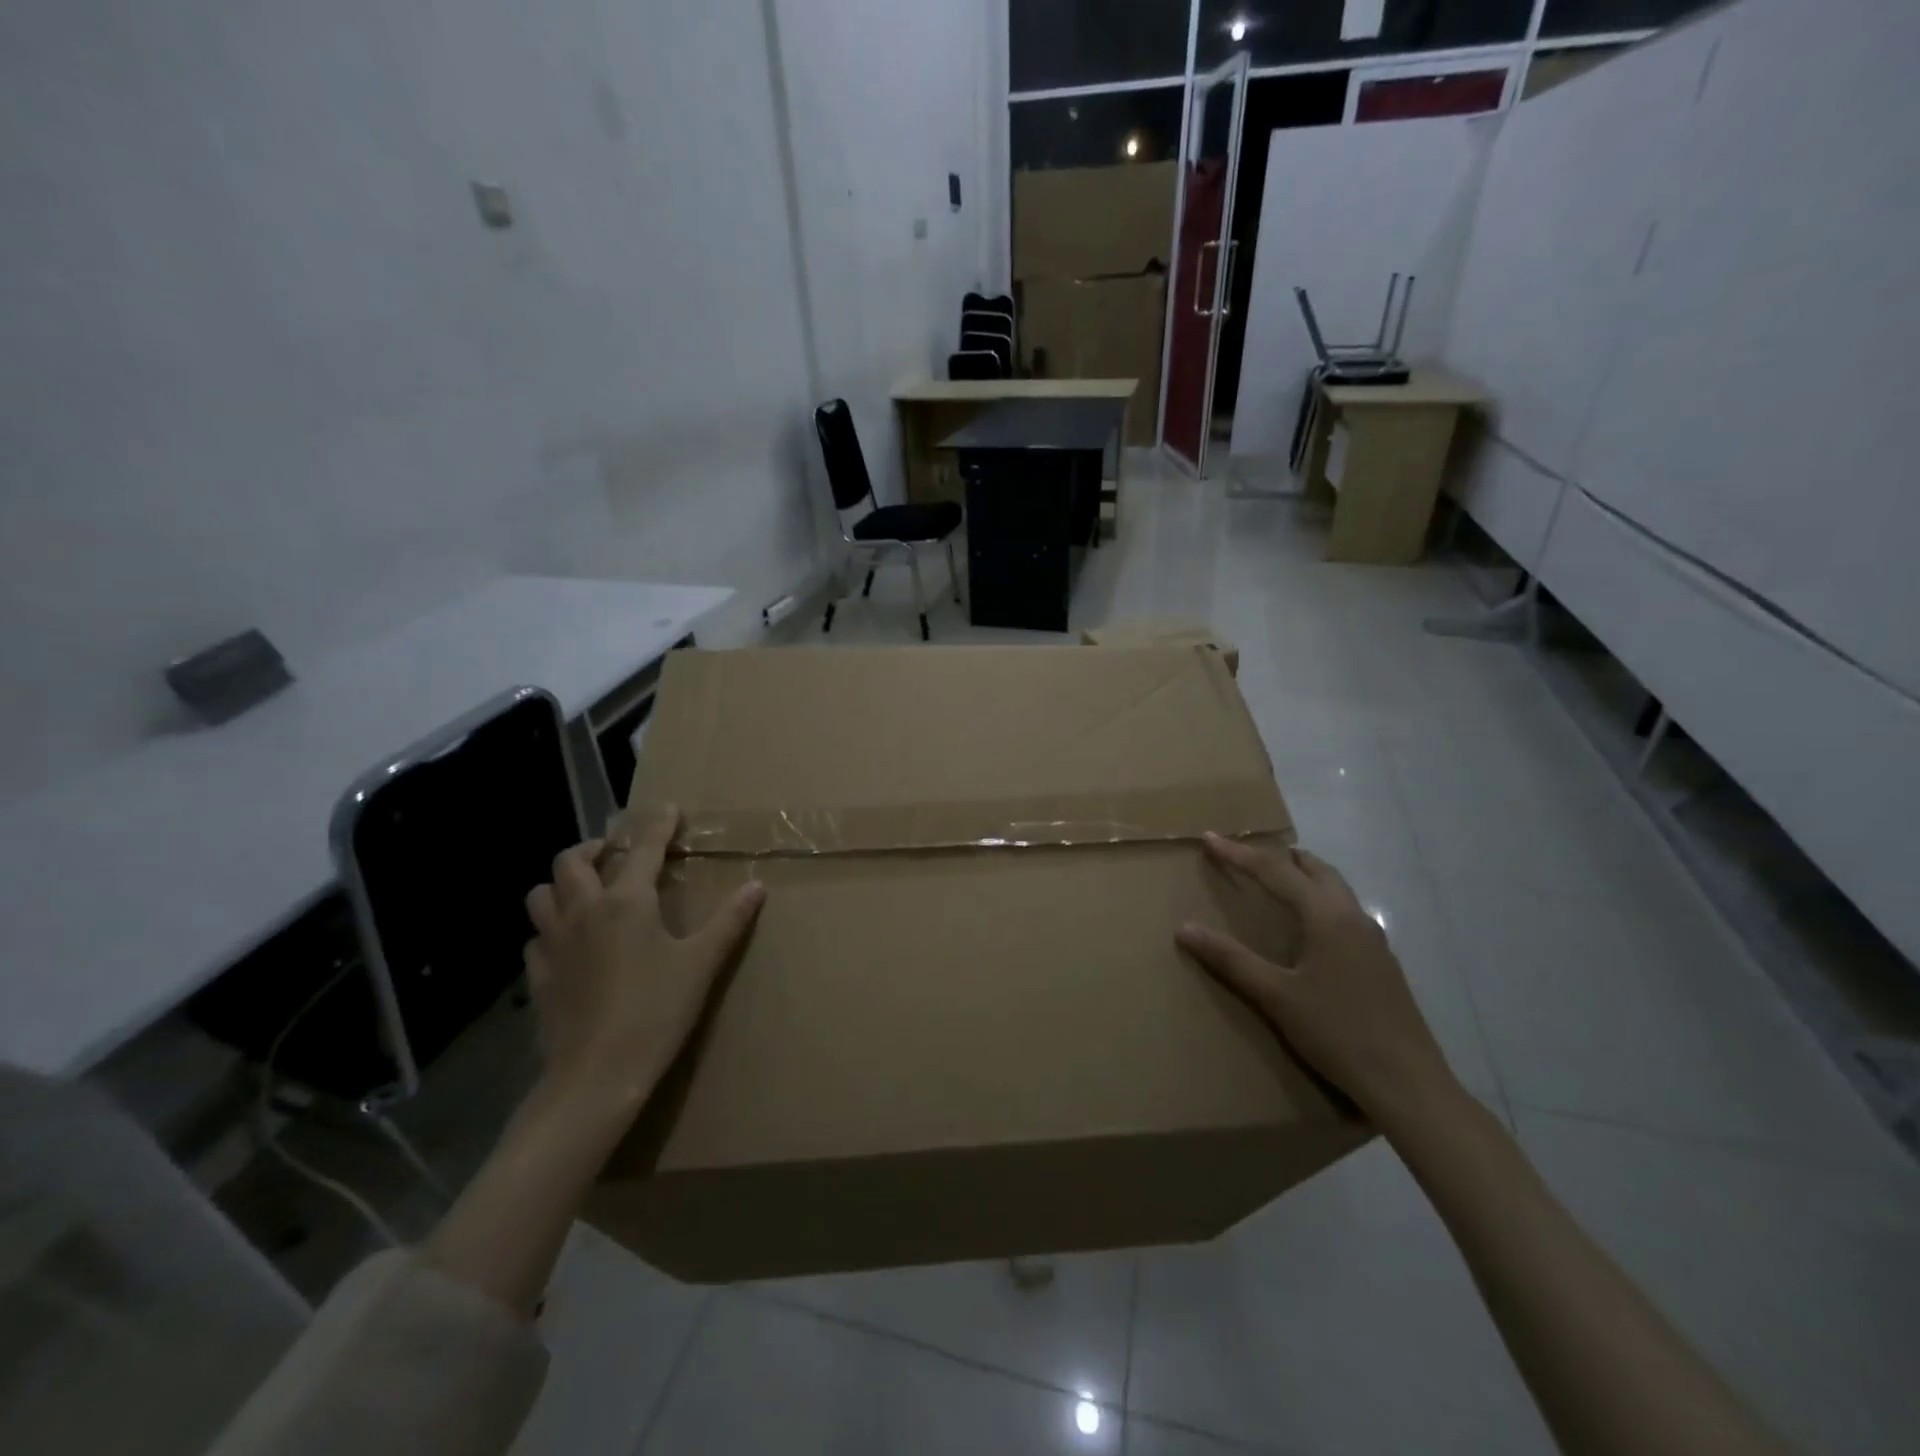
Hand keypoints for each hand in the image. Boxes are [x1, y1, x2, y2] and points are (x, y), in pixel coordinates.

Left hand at [524, 807, 764, 1113]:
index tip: (668, 810)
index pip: (643, 847)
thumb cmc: (657, 1010)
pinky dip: (550, 930)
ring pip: (541, 894)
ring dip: (562, 884)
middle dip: (593, 848)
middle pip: (571, 861)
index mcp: (627, 901)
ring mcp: (553, 943)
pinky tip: (570, 945)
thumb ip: (730, 921)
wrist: (597, 1074)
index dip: (657, 825)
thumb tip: (756, 887)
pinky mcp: (538, 975)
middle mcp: (584, 910)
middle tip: (613, 853)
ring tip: (585, 892)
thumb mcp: (702, 963)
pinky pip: (536, 937)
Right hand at [1176, 832, 1457, 1130]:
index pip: (1276, 871)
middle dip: (1279, 857)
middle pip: (1315, 870)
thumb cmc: (1337, 1033)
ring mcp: (1373, 941)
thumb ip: (1230, 959)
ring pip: (1335, 889)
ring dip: (1304, 876)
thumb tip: (1184, 929)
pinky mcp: (1381, 963)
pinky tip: (1309, 928)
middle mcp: (1353, 917)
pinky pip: (1345, 912)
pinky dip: (1320, 901)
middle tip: (1246, 854)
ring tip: (1277, 880)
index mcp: (1326, 917)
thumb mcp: (1275, 996)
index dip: (1239, 854)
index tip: (1209, 839)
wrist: (1407, 1084)